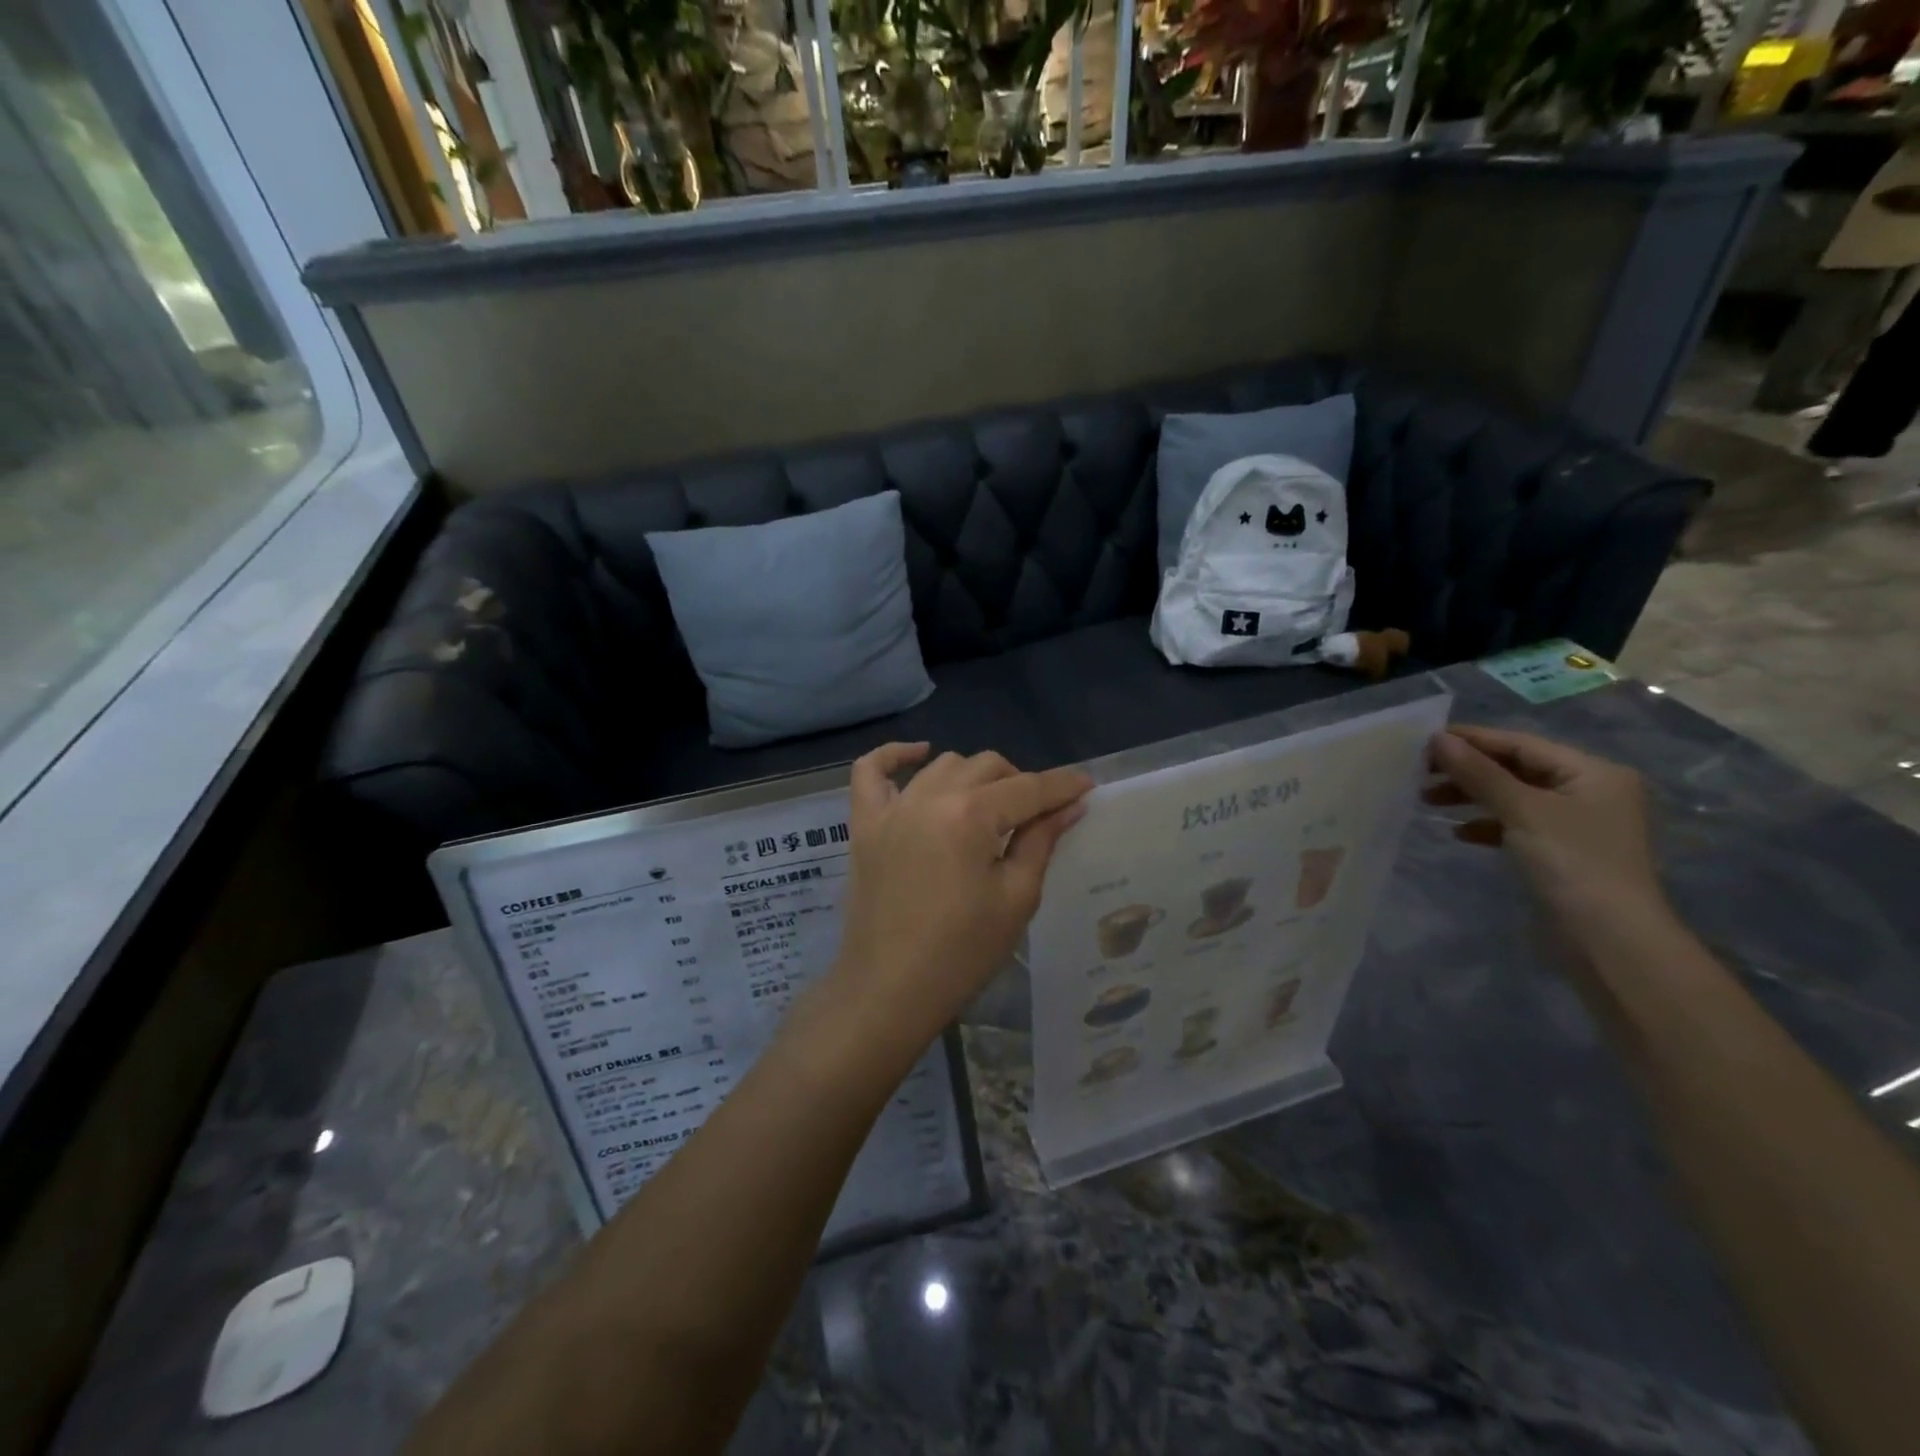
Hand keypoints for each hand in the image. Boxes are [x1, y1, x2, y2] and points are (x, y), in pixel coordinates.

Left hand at [826, 744, 1092, 1054]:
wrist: (888, 990)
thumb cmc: (961, 953)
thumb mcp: (1016, 898)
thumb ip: (1041, 841)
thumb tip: (1069, 806)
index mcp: (972, 816)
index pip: (1028, 788)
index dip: (1062, 786)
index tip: (1087, 786)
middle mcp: (930, 797)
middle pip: (987, 766)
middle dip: (1021, 782)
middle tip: (1039, 814)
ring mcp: (892, 808)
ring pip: (943, 765)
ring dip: (974, 776)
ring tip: (991, 805)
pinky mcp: (865, 824)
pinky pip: (870, 771)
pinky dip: (894, 756)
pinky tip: (919, 755)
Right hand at [1427, 726, 1668, 931]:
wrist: (1608, 939)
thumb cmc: (1571, 862)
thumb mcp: (1521, 810)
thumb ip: (1478, 773)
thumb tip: (1437, 739)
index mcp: (1592, 772)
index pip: (1521, 744)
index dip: (1472, 740)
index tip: (1424, 740)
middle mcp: (1589, 791)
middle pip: (1516, 769)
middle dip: (1468, 770)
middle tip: (1419, 773)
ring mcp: (1576, 824)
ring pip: (1512, 797)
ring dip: (1471, 797)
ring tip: (1428, 800)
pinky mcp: (1561, 852)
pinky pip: (1516, 825)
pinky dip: (1486, 824)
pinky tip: (1459, 833)